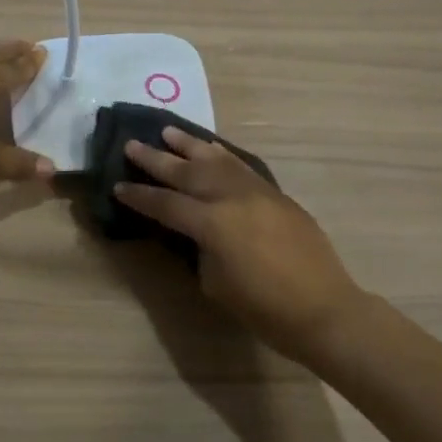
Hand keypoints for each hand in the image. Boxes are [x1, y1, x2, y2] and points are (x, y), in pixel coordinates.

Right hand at [115, 128, 365, 360]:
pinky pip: (242, 167)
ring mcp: (257, 192)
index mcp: (212, 223)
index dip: (140, 196)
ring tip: (168, 132)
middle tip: (132, 144)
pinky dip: (222, 155)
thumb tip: (194, 230)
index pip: (166, 204)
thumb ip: (199, 248)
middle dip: (156, 159)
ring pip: (217, 160)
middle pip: (187, 172)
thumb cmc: (264, 308)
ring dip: (190, 146)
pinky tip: (211, 149)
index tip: (118, 186)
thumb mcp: (215, 282)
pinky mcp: (276, 194)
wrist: (323, 309)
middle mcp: (232, 197)